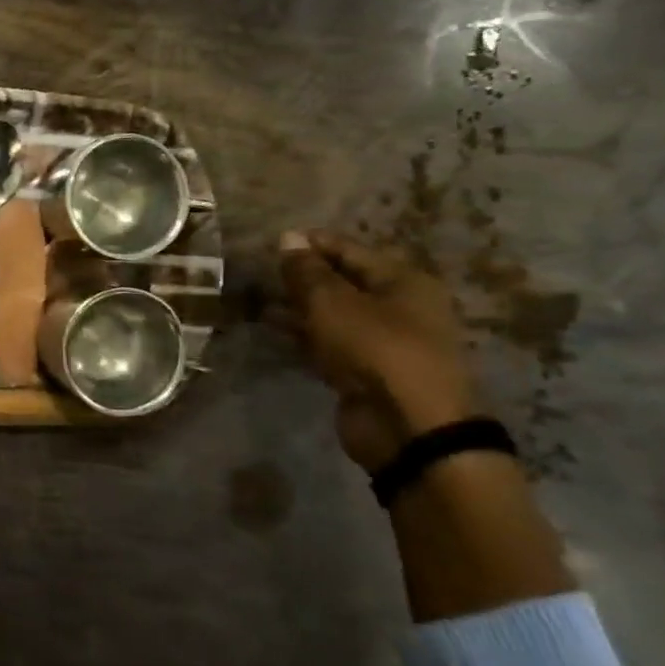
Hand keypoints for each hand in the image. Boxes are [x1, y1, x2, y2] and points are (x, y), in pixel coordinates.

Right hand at [278, 230, 480, 472]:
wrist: (407, 427)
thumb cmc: (376, 349)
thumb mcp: (333, 302)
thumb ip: (306, 271)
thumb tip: (288, 238)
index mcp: (402, 280)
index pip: (349, 249)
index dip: (311, 243)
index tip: (271, 242)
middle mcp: (397, 306)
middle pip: (342, 281)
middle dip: (302, 276)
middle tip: (260, 271)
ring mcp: (381, 341)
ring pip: (332, 313)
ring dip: (297, 305)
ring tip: (256, 297)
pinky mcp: (363, 370)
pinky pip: (328, 341)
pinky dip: (302, 333)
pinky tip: (270, 325)